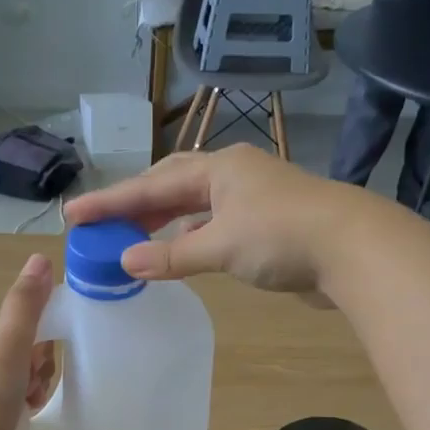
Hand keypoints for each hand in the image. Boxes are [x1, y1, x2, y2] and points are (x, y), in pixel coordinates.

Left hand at [0, 255, 58, 429]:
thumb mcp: (9, 341)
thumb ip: (26, 303)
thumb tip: (40, 259)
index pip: (17, 326)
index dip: (38, 334)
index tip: (45, 349)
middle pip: (24, 353)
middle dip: (38, 363)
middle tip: (35, 378)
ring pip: (25, 381)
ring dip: (37, 386)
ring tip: (33, 400)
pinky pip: (21, 406)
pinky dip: (31, 407)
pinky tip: (31, 414)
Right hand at [64, 144, 380, 297]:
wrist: (353, 249)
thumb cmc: (283, 237)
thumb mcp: (220, 245)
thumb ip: (172, 255)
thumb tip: (125, 261)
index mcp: (219, 168)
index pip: (152, 183)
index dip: (111, 201)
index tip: (75, 214)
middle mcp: (233, 175)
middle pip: (171, 184)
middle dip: (134, 204)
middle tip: (100, 223)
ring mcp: (251, 198)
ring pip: (194, 205)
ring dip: (162, 220)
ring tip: (131, 236)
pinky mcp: (266, 224)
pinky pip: (212, 224)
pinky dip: (189, 236)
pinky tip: (178, 250)